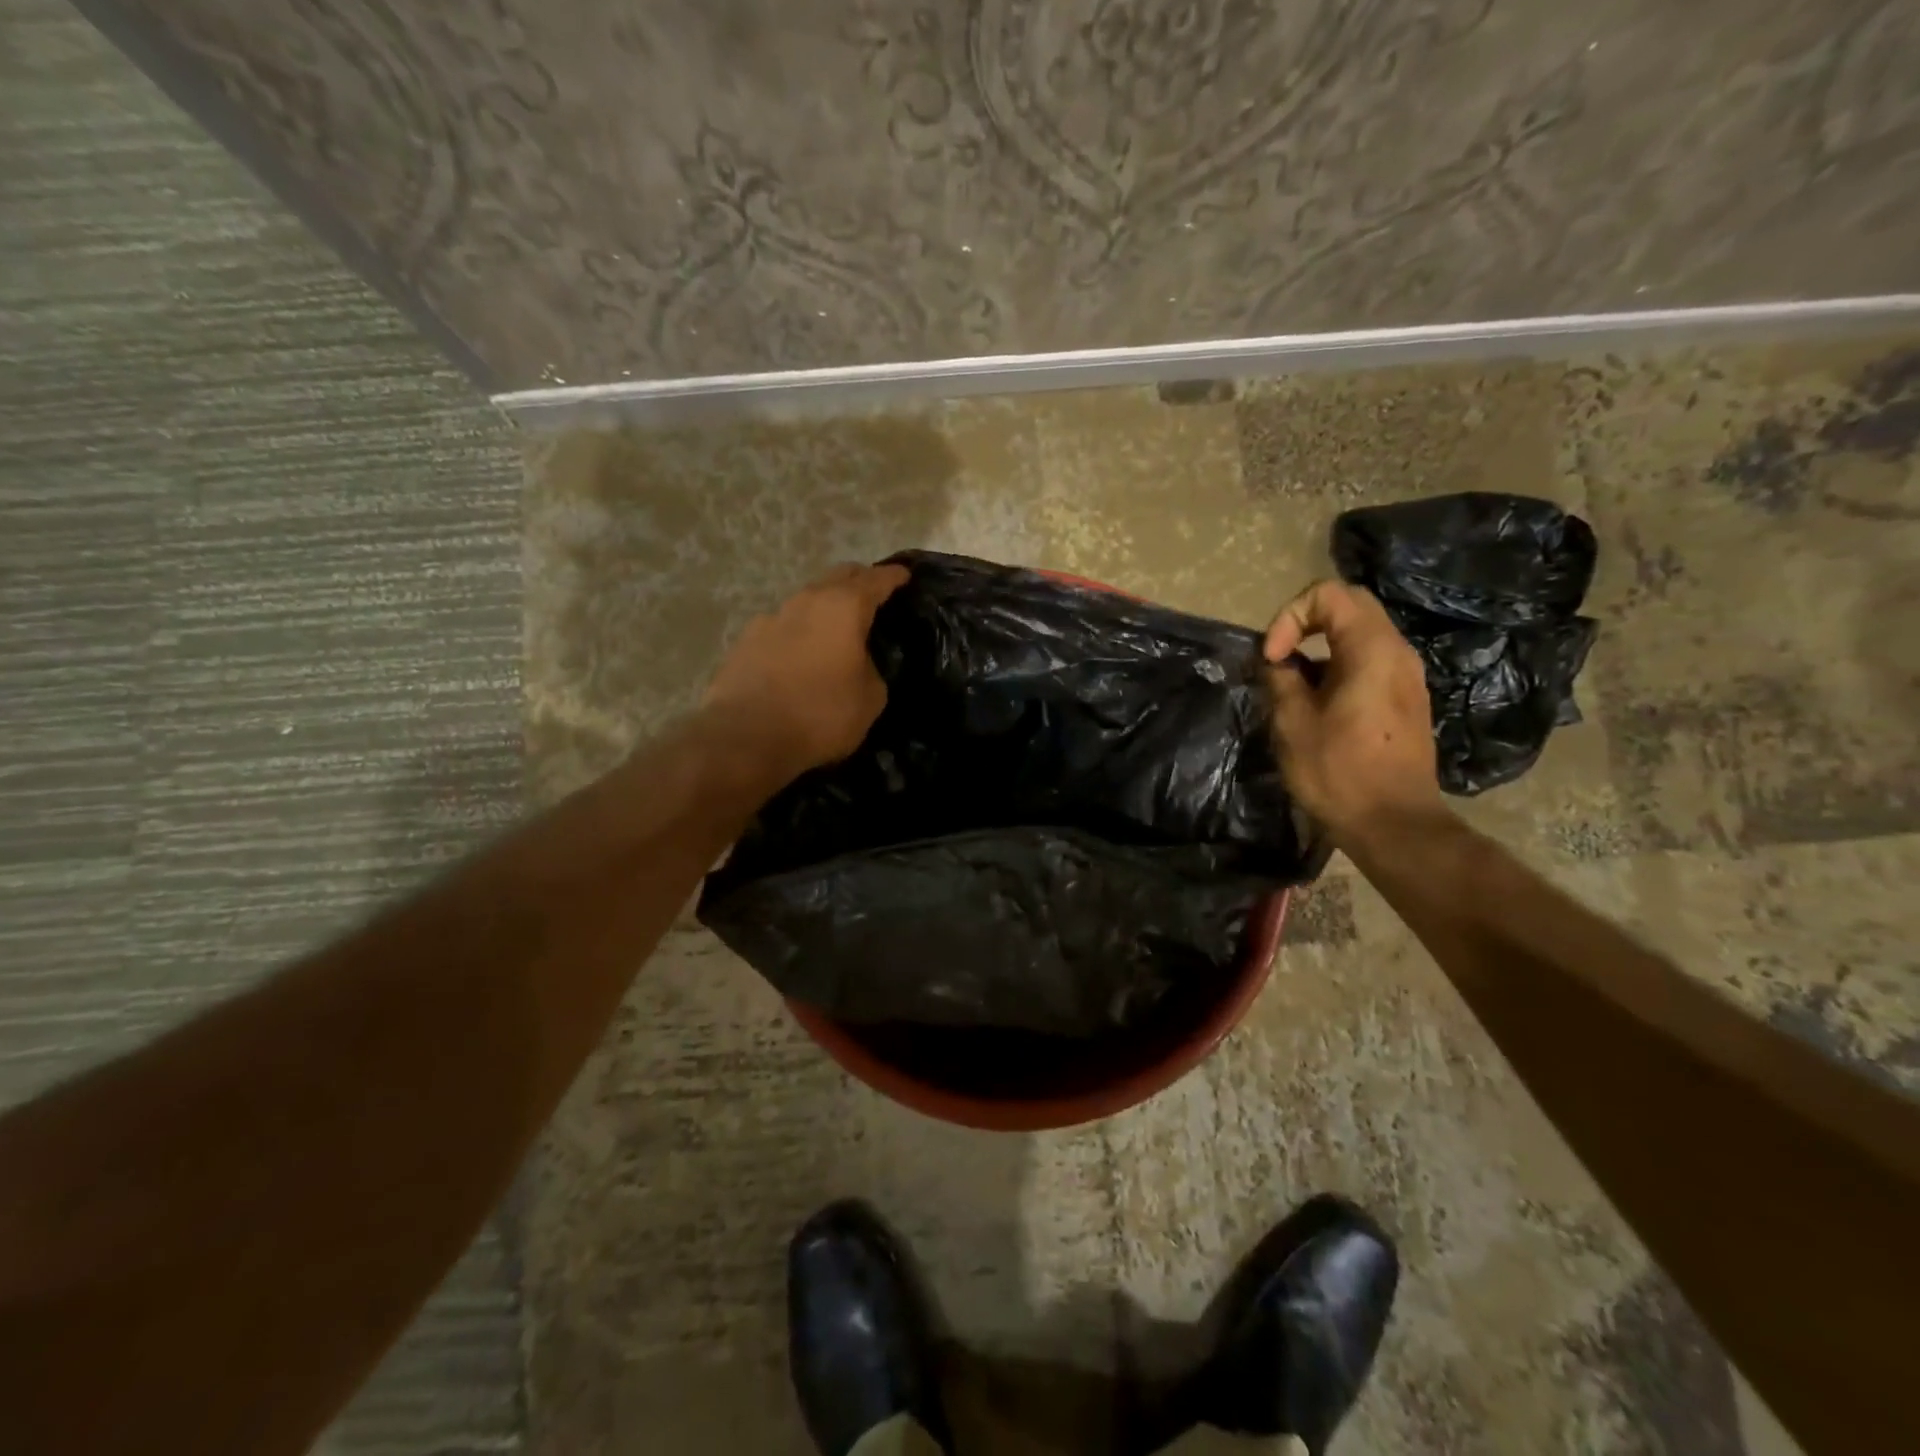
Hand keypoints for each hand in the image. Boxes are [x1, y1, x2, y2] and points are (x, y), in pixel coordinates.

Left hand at [704, 562, 910, 782]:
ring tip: (835, 628)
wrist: (747, 736)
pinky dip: (797, 633)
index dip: (893, 577)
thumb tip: (859, 663)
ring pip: (807, 601)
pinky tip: (799, 653)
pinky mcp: (745, 641)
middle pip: (838, 578)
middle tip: (873, 594)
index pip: (876, 580)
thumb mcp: (870, 699)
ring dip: (824, 608)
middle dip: (858, 581)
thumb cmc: (821, 715)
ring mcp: (770, 618)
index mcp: (844, 608)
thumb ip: (871, 669)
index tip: (904, 575)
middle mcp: (806, 601)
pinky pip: (781, 627)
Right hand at [1263, 579, 1445, 846]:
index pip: (1329, 594)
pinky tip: (1316, 706)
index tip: (1272, 658)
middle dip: (1303, 624)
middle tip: (1277, 660)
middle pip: (1349, 607)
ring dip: (1318, 649)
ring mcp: (1406, 676)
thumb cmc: (1339, 772)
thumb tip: (1277, 663)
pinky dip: (1336, 668)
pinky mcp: (1406, 700)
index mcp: (1372, 650)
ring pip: (1358, 636)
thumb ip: (1280, 679)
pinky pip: (1368, 663)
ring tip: (1290, 687)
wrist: (1394, 824)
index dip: (1289, 616)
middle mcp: (1397, 652)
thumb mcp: (1292, 722)